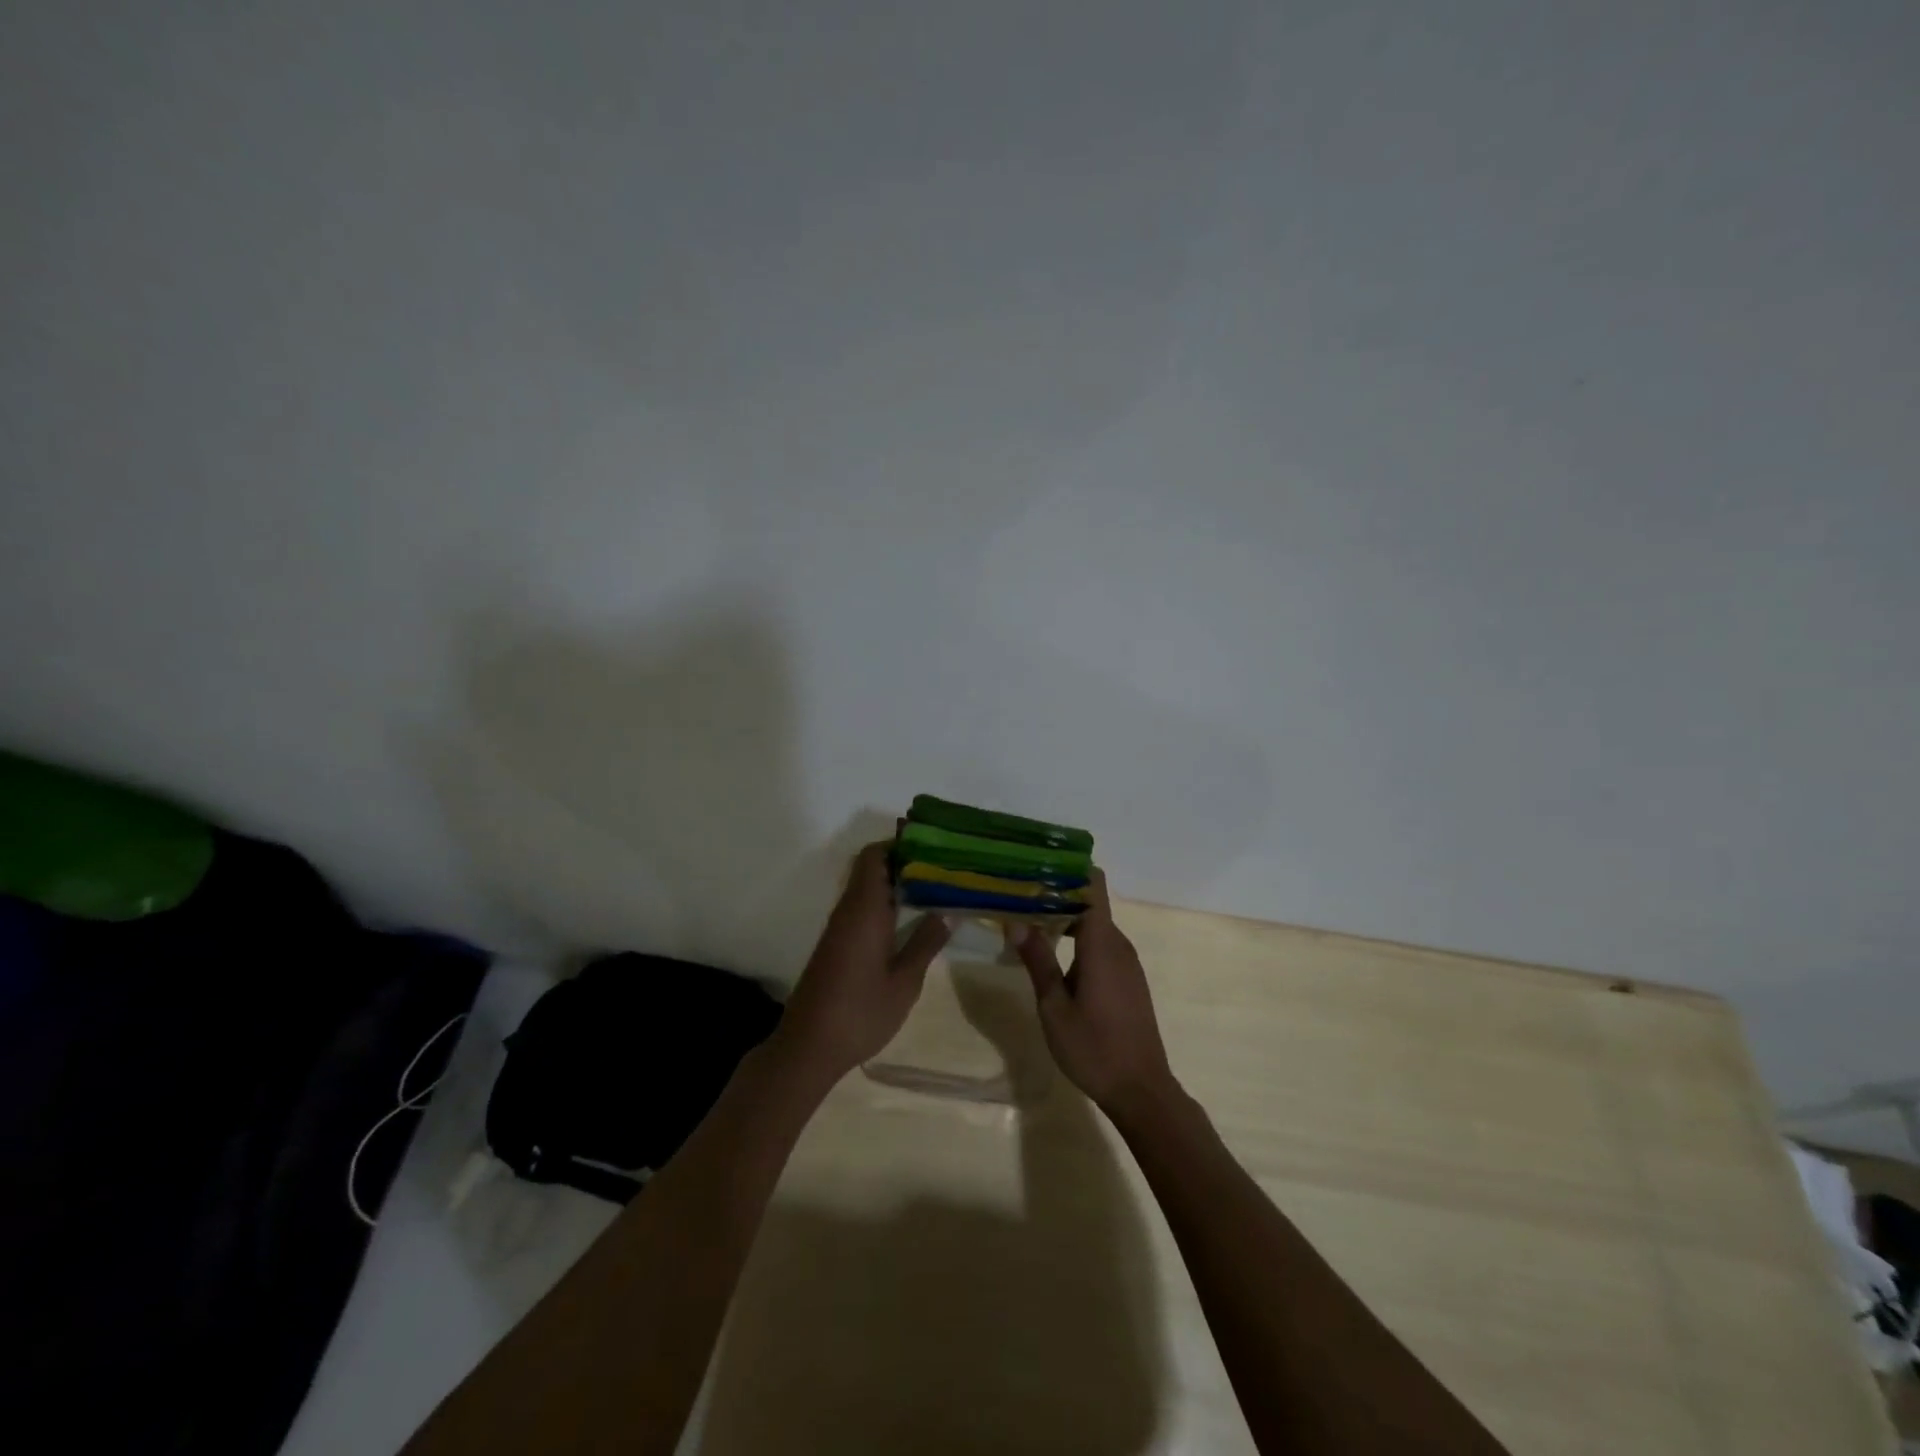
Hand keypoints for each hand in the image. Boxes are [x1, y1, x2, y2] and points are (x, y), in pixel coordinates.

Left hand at [776, 842, 950, 1084]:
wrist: (808, 1046)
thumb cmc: (860, 1012)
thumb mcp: (904, 982)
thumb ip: (925, 943)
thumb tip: (948, 912)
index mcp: (865, 909)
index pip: (875, 855)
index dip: (901, 844)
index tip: (934, 847)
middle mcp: (848, 909)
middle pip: (872, 867)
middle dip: (905, 862)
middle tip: (943, 869)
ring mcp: (839, 927)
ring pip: (867, 888)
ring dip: (896, 884)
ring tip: (935, 891)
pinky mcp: (836, 944)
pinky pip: (862, 908)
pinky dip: (885, 904)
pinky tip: (910, 921)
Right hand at [1007, 870, 1175, 1116]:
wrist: (1141, 1090)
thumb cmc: (1093, 1048)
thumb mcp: (1054, 1006)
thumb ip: (1037, 960)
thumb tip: (1015, 920)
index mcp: (1101, 943)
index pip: (1092, 885)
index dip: (1068, 868)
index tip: (1037, 864)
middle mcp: (1118, 944)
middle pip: (1090, 901)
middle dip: (1057, 893)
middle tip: (1019, 893)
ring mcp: (1126, 962)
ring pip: (1095, 924)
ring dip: (1066, 917)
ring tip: (1028, 919)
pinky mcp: (1128, 979)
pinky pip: (1102, 944)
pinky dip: (1078, 939)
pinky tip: (1053, 952)